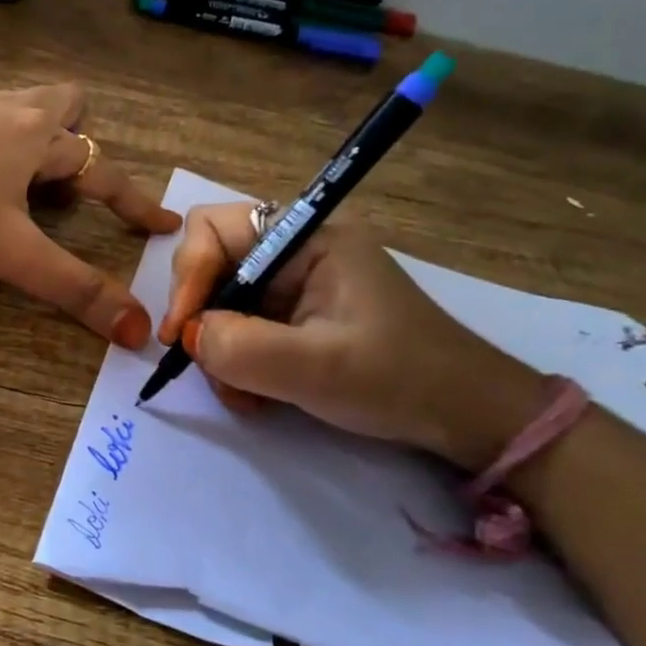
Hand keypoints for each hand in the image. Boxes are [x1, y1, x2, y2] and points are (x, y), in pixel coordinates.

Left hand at [0, 84, 179, 343]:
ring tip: (25, 185)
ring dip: (37, 139)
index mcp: (38, 138)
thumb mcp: (12, 255)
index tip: (165, 224)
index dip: (137, 203)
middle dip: (80, 141)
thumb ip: (74, 289)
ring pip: (21, 109)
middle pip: (65, 106)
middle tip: (70, 185)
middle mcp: (9, 112)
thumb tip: (136, 329)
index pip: (104, 173)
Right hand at [157, 205, 543, 468]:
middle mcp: (296, 251)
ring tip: (243, 395)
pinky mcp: (296, 316)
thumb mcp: (316, 367)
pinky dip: (235, 362)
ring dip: (218, 351)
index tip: (182, 334)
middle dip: (202, 319)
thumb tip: (189, 335)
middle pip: (211, 266)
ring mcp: (295, 285)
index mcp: (307, 239)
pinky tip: (256, 395)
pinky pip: (241, 328)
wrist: (464, 415)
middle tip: (210, 367)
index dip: (188, 276)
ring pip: (221, 303)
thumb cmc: (399, 380)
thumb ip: (241, 347)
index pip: (214, 229)